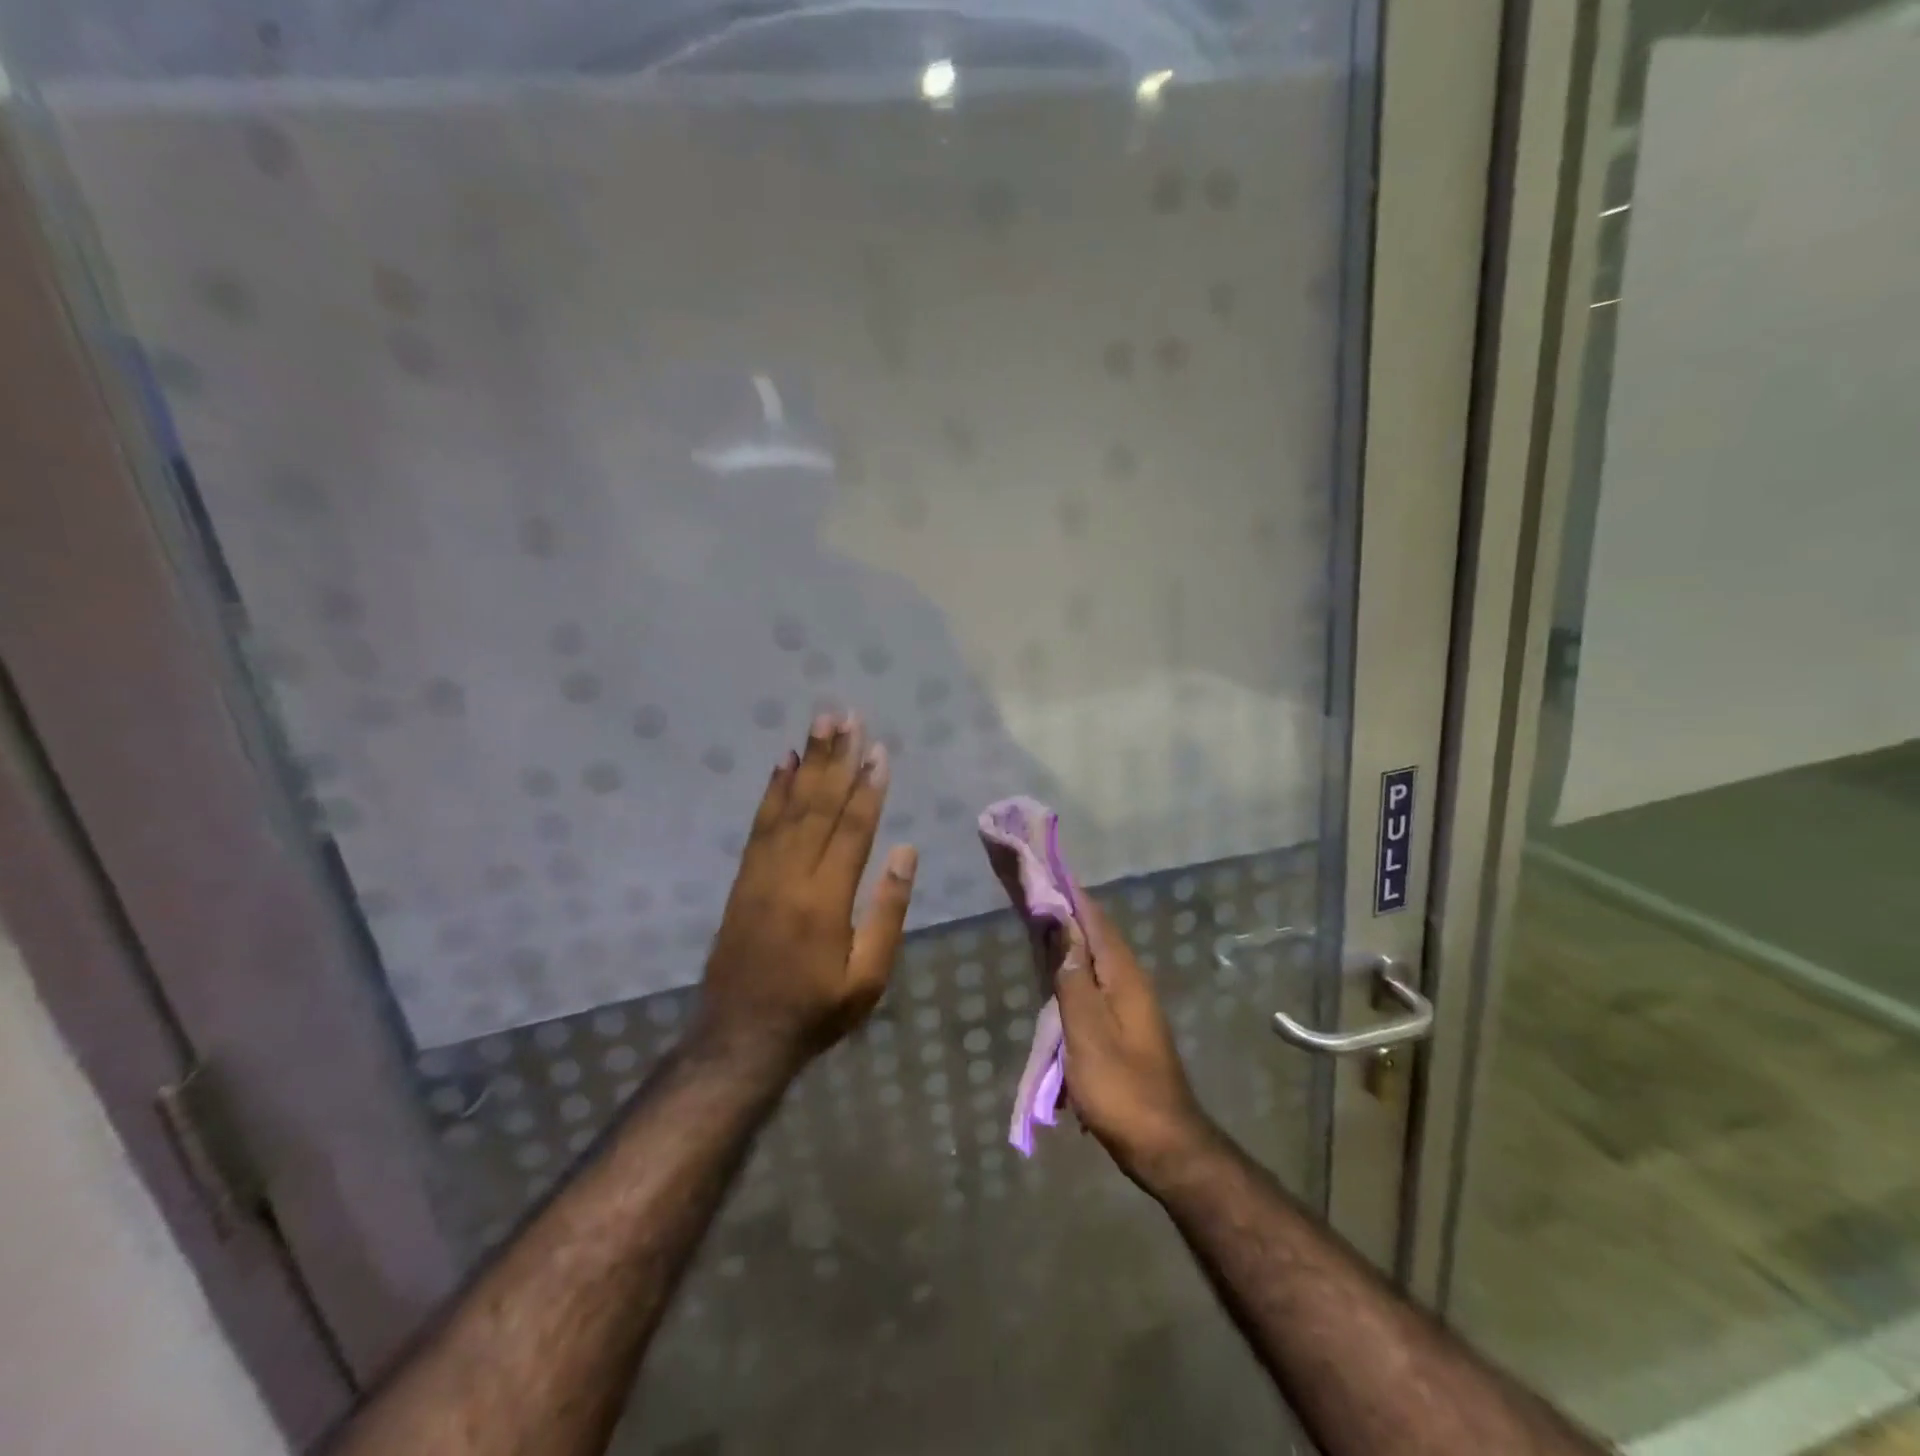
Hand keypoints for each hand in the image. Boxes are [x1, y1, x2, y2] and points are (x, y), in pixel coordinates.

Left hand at [694, 713, 917, 1076]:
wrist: (739, 1037)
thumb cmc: (815, 1010)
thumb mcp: (868, 977)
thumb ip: (887, 912)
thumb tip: (905, 851)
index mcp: (827, 899)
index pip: (852, 830)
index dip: (868, 787)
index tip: (879, 750)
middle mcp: (792, 874)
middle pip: (817, 805)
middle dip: (835, 758)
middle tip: (846, 715)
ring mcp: (761, 873)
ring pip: (788, 806)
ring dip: (805, 762)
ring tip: (819, 725)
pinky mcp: (743, 878)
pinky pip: (759, 825)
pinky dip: (771, 791)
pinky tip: (781, 765)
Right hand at [1053, 895, 1212, 1186]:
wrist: (1164, 1146)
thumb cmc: (1122, 1087)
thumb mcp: (1088, 1031)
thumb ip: (1073, 977)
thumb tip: (1062, 924)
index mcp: (1123, 975)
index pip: (1094, 919)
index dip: (1069, 892)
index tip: (1043, 867)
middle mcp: (1130, 982)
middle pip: (1093, 936)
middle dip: (1064, 913)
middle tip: (1030, 893)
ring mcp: (1129, 1006)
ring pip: (1092, 962)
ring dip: (1067, 944)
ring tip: (1036, 926)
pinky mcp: (1123, 1028)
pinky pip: (1093, 987)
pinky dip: (1071, 975)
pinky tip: (1054, 981)